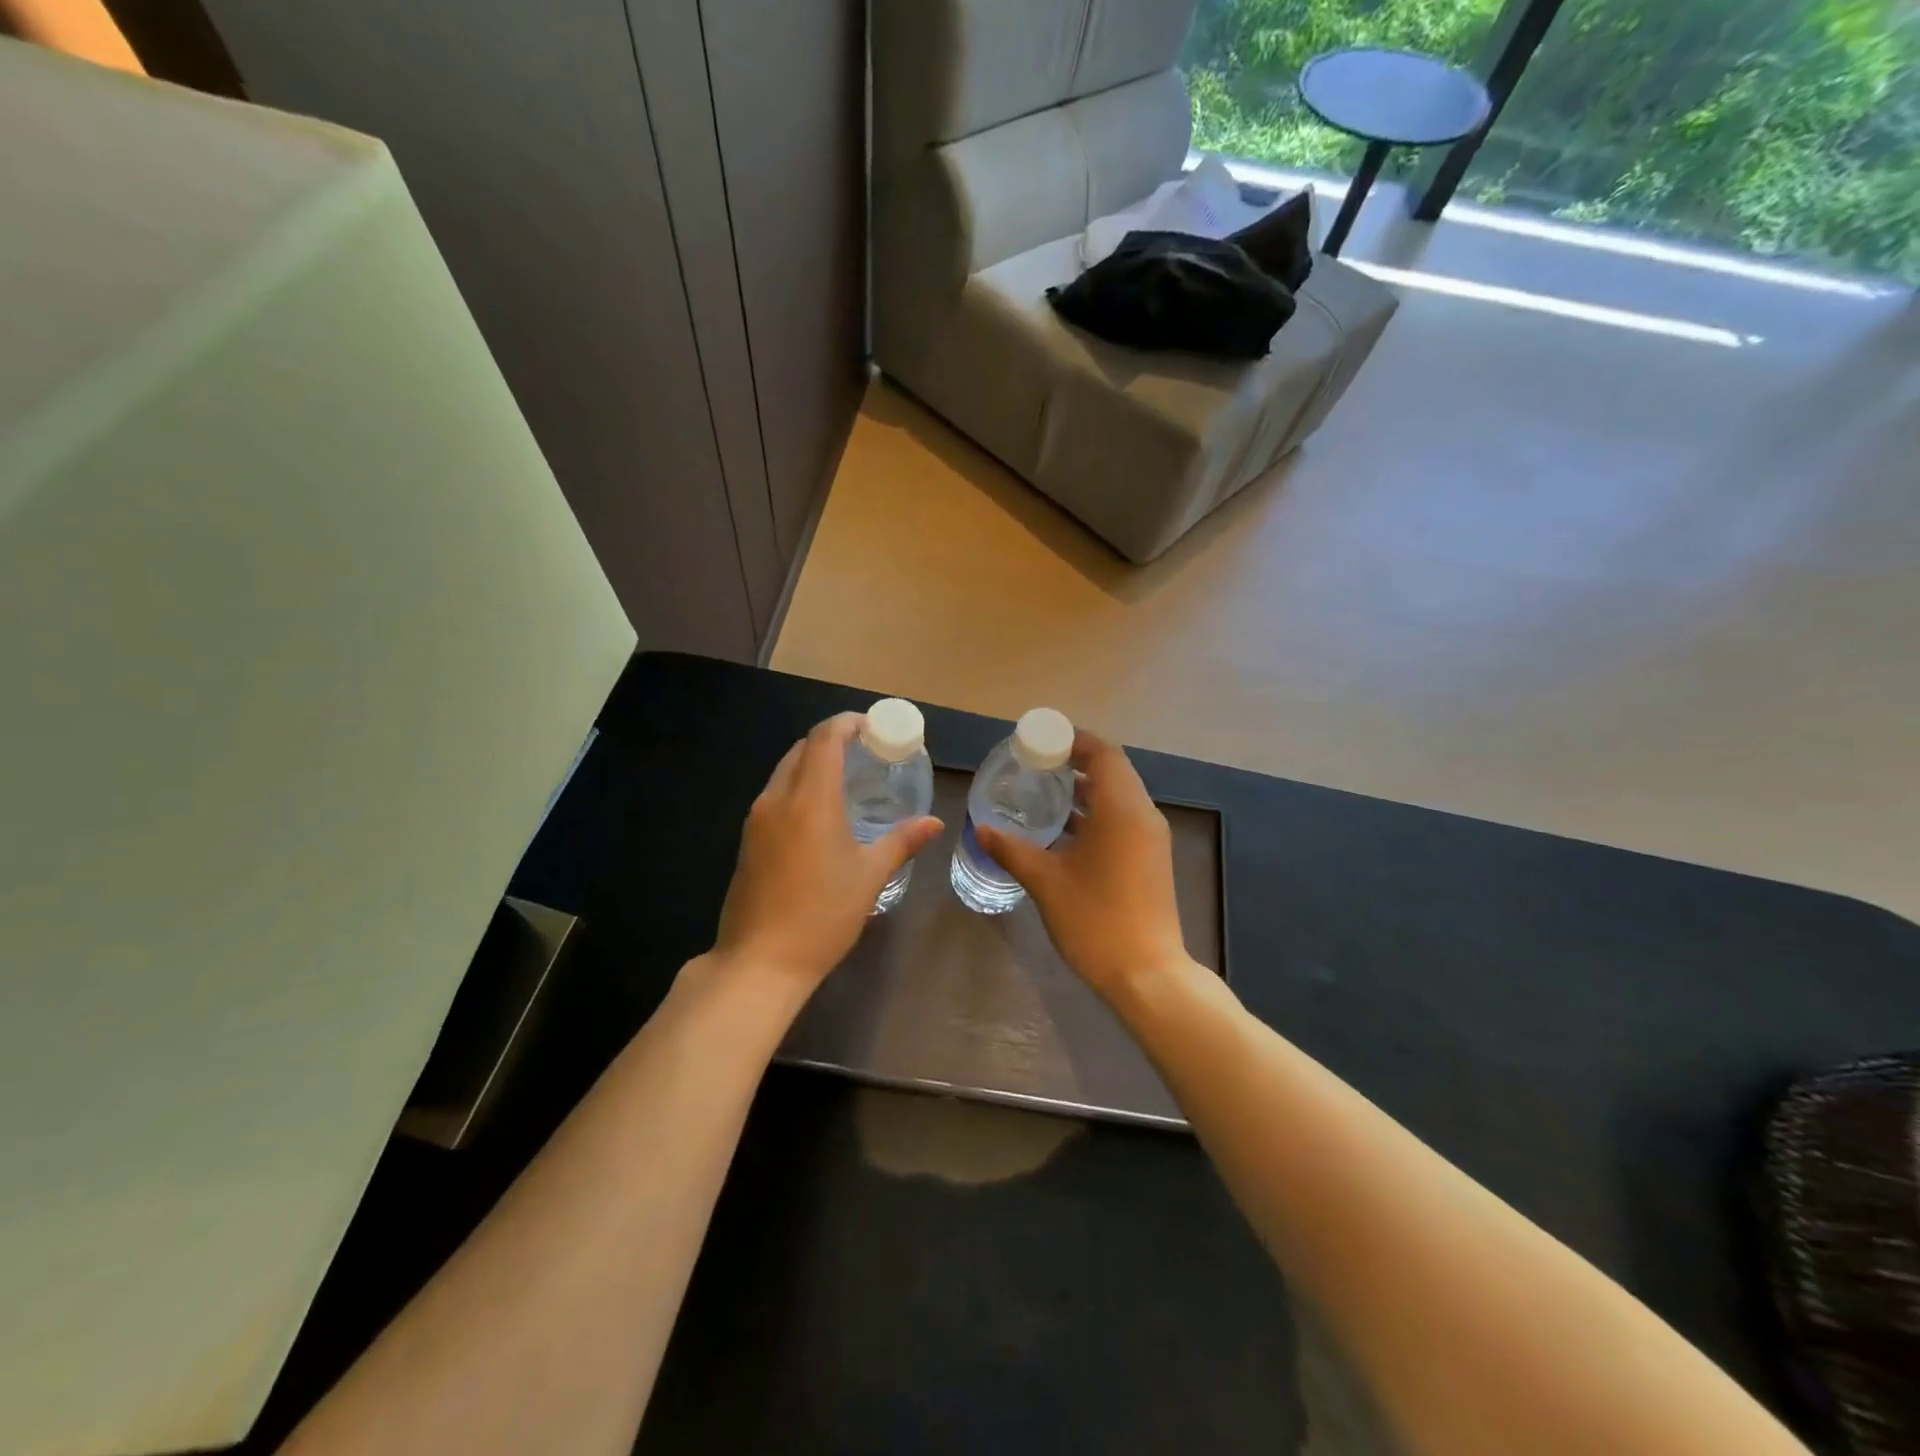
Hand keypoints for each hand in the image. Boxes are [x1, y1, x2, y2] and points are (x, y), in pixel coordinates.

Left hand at [713, 712, 942, 988]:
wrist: (760, 962)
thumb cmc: (822, 916)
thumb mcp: (869, 877)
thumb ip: (901, 842)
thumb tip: (933, 822)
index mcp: (810, 800)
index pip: (824, 739)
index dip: (847, 724)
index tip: (872, 727)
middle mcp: (778, 799)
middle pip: (802, 749)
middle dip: (832, 741)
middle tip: (865, 752)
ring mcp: (757, 819)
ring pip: (785, 771)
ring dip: (813, 763)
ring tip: (846, 779)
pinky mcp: (748, 839)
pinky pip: (775, 794)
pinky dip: (799, 786)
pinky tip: (820, 813)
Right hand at [975, 730, 1188, 1002]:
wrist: (1147, 974)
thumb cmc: (1096, 920)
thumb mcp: (1046, 882)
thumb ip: (1012, 850)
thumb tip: (980, 828)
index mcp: (1122, 809)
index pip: (1104, 754)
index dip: (1074, 740)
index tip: (1040, 741)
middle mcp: (1142, 814)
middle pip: (1113, 770)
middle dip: (1076, 761)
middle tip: (1036, 763)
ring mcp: (1150, 837)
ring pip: (1119, 795)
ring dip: (1086, 788)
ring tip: (1044, 790)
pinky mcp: (1150, 858)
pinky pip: (1123, 817)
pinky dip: (1096, 812)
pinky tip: (1064, 828)